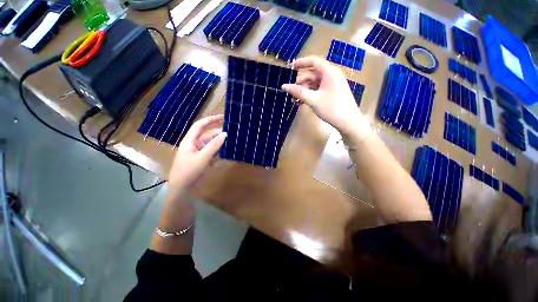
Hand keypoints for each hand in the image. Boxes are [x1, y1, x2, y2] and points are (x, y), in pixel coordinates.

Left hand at [168, 115, 226, 193]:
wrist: (182, 189)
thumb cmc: (189, 171)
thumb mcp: (203, 158)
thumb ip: (214, 145)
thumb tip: (225, 134)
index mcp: (191, 140)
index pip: (201, 125)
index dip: (211, 119)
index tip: (224, 117)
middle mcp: (195, 144)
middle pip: (209, 135)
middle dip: (220, 134)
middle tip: (233, 134)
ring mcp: (199, 152)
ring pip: (212, 144)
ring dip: (221, 144)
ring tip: (232, 143)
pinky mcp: (203, 159)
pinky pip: (213, 152)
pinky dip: (219, 152)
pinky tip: (226, 154)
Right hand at [282, 56, 370, 140]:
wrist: (349, 122)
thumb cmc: (332, 108)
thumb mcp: (313, 100)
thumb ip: (298, 92)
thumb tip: (284, 86)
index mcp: (329, 72)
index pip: (313, 61)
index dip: (301, 62)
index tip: (290, 67)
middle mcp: (332, 75)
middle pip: (313, 74)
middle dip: (301, 83)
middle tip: (291, 92)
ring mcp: (333, 85)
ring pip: (315, 84)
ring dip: (304, 91)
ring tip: (295, 100)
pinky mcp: (333, 93)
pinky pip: (319, 90)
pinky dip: (310, 95)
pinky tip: (302, 102)